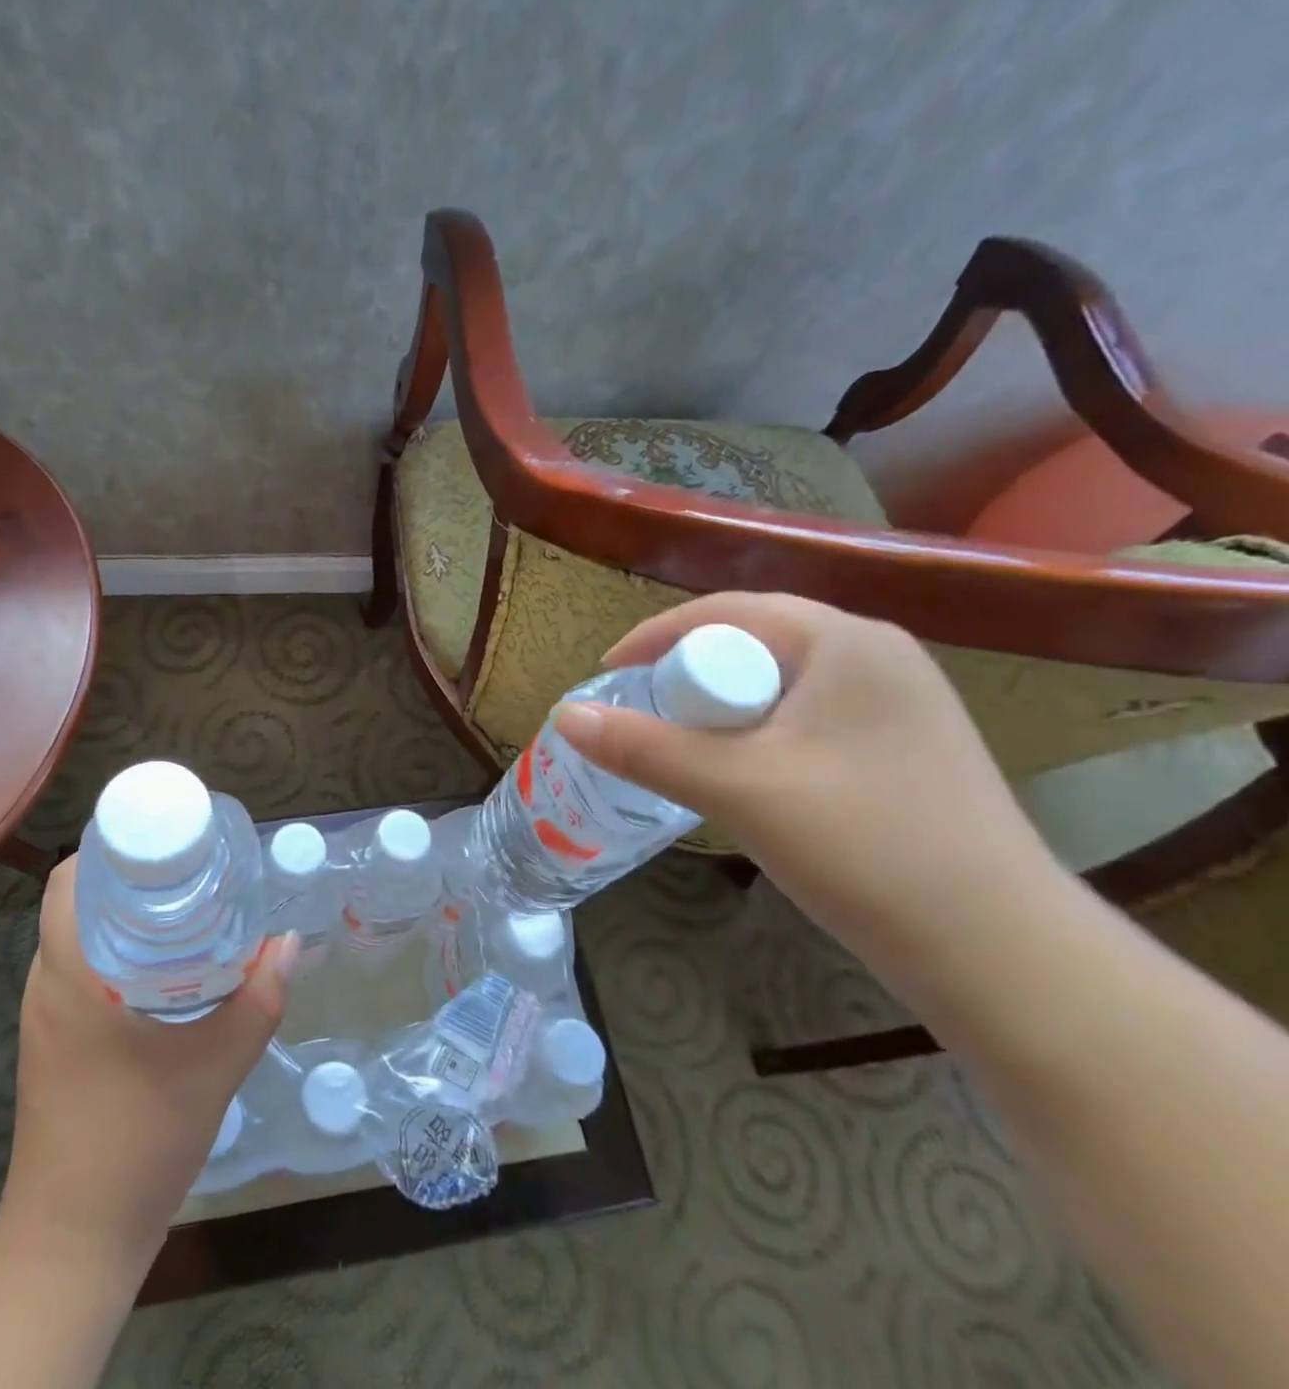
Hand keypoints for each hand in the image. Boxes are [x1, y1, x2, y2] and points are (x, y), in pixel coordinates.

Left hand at [0, 856, 298, 1276]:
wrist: (74, 1241)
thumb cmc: (138, 1141)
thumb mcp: (215, 1067)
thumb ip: (258, 1001)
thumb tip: (289, 943)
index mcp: (71, 976)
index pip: (68, 882)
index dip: (109, 847)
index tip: (163, 840)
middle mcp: (46, 985)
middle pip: (74, 902)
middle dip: (127, 877)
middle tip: (187, 868)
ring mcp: (43, 1017)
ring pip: (76, 937)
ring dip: (120, 915)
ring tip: (181, 905)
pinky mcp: (52, 1044)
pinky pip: (78, 971)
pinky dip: (114, 951)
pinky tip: (161, 966)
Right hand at [552, 592, 1057, 962]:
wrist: (998, 950)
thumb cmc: (865, 846)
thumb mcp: (739, 789)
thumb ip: (645, 748)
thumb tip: (563, 715)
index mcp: (845, 642)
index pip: (728, 611)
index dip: (657, 638)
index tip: (608, 675)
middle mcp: (876, 655)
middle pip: (753, 642)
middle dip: (688, 674)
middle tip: (641, 715)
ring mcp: (896, 702)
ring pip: (777, 683)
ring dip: (720, 707)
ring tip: (681, 745)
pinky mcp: (900, 746)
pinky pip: (804, 715)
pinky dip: (756, 732)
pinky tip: (740, 772)